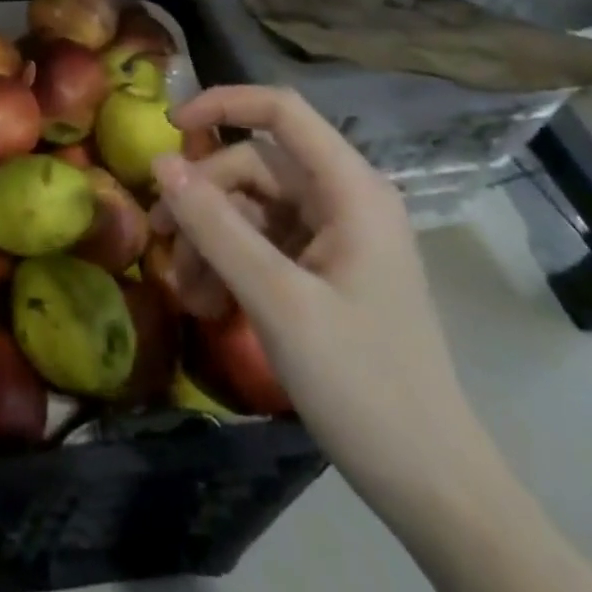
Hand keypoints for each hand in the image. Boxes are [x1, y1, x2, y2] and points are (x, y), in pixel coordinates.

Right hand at [149, 86, 486, 511]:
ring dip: (212, 239)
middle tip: (162, 241)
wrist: (432, 487)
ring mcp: (335, 235)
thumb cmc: (363, 383)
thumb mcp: (277, 300)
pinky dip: (230, 263)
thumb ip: (215, 226)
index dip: (222, 104)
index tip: (168, 128)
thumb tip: (159, 163)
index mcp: (350, 188)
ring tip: (187, 292)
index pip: (280, 110)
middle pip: (255, 166)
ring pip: (252, 207)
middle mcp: (343, 199)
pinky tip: (209, 304)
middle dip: (204, 199)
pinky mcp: (324, 270)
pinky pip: (263, 243)